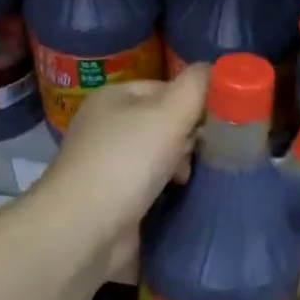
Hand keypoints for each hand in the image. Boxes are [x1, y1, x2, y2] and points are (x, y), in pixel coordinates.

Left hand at [31, 64, 209, 276]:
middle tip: (201, 155)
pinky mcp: (113, 200)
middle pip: (165, 122)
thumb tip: (214, 68)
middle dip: (188, 138)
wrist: (83, 231)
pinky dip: (168, 192)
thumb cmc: (127, 161)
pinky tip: (180, 200)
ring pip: (161, 156)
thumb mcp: (169, 112)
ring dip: (181, 167)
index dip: (194, 102)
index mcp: (114, 98)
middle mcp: (107, 127)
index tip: (216, 123)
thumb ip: (196, 86)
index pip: (167, 88)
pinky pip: (152, 186)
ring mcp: (107, 165)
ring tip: (188, 181)